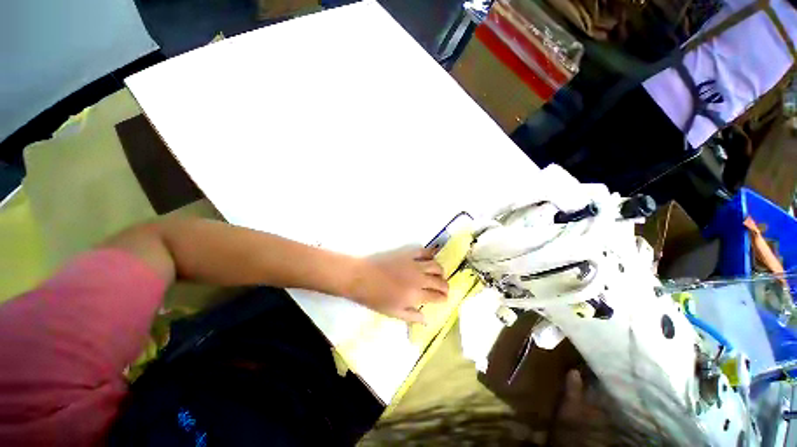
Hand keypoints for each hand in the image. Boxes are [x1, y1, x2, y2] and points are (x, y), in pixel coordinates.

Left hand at [349, 247, 448, 322]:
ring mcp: (413, 264)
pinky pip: (424, 251)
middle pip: (439, 281)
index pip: (437, 296)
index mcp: (415, 295)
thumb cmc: (375, 298)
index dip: (443, 298)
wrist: (361, 277)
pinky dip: (430, 255)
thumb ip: (411, 316)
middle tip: (443, 288)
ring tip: (438, 274)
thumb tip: (426, 320)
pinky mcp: (407, 253)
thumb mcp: (393, 312)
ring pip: (435, 265)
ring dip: (440, 271)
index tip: (444, 298)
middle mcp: (418, 278)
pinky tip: (429, 259)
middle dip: (445, 286)